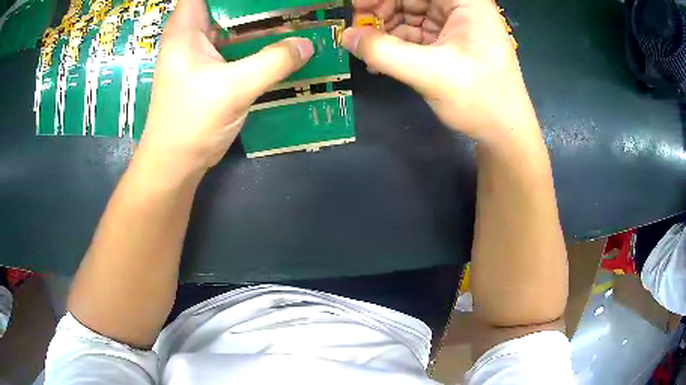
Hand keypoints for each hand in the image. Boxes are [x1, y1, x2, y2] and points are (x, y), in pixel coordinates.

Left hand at [136, 0, 313, 179]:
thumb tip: (308, 44)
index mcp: (186, 29)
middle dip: (253, 4)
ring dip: (258, 20)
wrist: (176, 163)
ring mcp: (201, 53)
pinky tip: (280, 41)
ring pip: (231, 24)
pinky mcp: (210, 69)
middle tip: (287, 3)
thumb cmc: (192, 122)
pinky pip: (236, 45)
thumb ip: (273, 62)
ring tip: (291, 15)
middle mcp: (191, 35)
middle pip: (224, 5)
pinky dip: (256, 41)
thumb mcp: (234, 88)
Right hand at [343, 0, 537, 143]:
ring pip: (411, 14)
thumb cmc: (480, 99)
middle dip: (382, 10)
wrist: (504, 134)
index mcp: (466, 3)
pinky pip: (416, 34)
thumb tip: (346, 36)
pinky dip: (396, 43)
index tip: (357, 8)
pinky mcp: (449, 43)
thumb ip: (383, 52)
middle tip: (357, 30)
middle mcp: (461, 8)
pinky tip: (379, 57)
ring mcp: (456, 26)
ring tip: (365, 48)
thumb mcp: (429, 73)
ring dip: (386, 28)